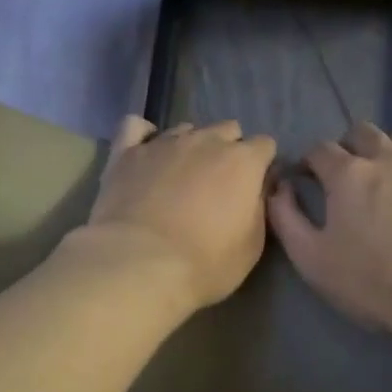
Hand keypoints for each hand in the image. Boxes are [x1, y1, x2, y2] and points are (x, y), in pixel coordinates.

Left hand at [75, 116, 279, 313]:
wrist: (140, 264)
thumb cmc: (205, 263)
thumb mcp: (252, 245)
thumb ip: (258, 207)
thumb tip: (258, 187)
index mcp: (243, 161)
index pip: (264, 145)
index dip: (261, 165)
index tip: (253, 187)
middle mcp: (206, 140)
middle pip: (227, 130)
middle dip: (228, 150)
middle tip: (217, 184)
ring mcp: (164, 142)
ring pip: (185, 129)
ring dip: (189, 147)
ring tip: (179, 176)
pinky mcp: (127, 152)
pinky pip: (136, 127)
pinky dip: (144, 136)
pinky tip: (146, 152)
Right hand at [268, 121, 391, 339]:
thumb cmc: (376, 284)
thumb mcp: (313, 260)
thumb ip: (286, 218)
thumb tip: (280, 187)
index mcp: (349, 174)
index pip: (320, 149)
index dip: (310, 160)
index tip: (308, 177)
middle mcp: (390, 157)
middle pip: (363, 132)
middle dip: (350, 147)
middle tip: (350, 174)